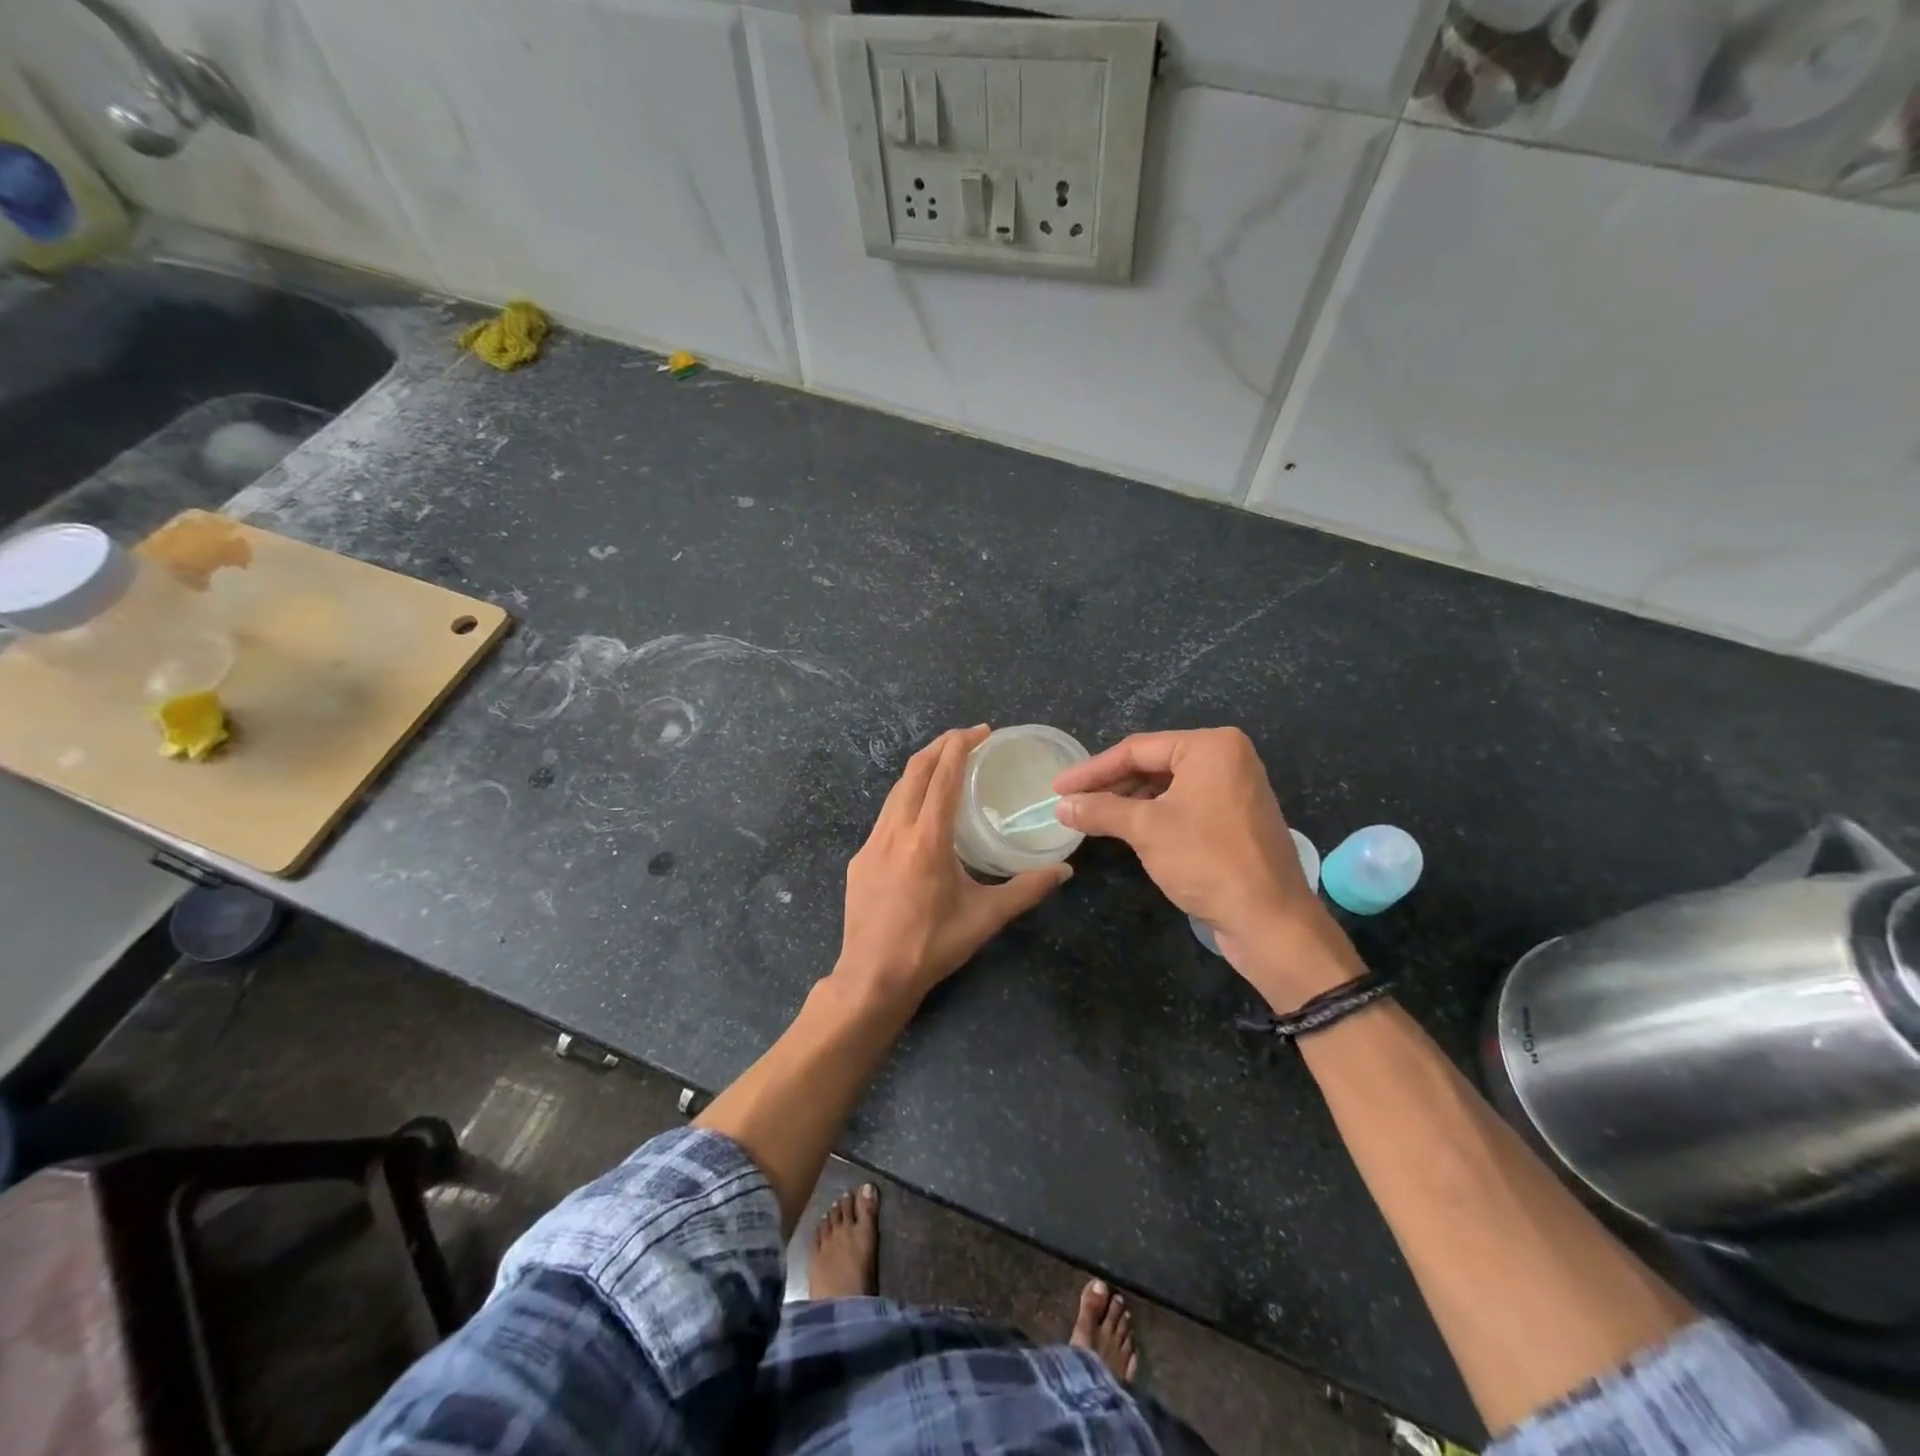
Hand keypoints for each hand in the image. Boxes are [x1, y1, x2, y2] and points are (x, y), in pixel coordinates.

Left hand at [838, 726, 1070, 1007]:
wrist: (872, 978)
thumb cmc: (932, 946)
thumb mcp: (985, 918)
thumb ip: (1026, 890)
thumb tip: (1064, 870)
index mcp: (927, 839)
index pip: (943, 777)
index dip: (961, 746)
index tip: (981, 731)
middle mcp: (895, 831)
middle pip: (914, 771)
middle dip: (940, 746)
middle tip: (968, 738)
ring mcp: (871, 843)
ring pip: (896, 791)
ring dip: (922, 770)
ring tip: (946, 766)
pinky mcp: (860, 859)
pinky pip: (885, 815)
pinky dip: (906, 799)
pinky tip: (921, 815)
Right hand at [1053, 728, 1359, 1003]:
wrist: (1270, 921)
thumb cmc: (1207, 860)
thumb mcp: (1146, 829)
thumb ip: (1100, 810)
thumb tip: (1062, 806)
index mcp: (1211, 747)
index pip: (1137, 749)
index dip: (1092, 770)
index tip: (1057, 787)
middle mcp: (1227, 759)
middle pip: (1153, 764)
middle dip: (1110, 785)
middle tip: (1071, 803)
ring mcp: (1234, 789)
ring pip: (1167, 787)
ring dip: (1128, 802)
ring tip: (1091, 817)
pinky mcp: (1235, 819)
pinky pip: (1184, 805)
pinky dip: (1153, 815)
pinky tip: (1126, 829)